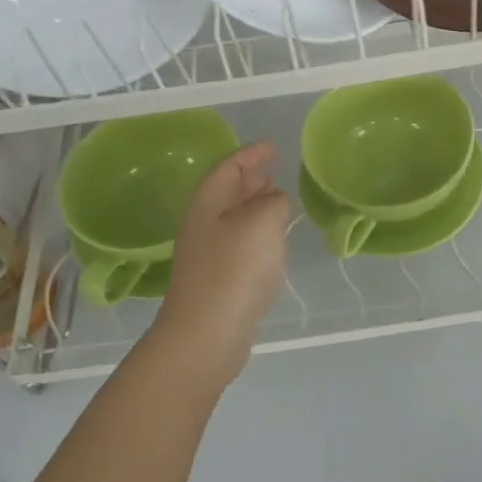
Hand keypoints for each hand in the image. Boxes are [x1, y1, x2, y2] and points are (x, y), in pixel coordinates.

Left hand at [150, 142, 290, 383]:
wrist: (206, 335)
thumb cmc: (234, 269)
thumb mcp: (262, 222)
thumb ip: (273, 202)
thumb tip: (274, 200)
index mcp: (208, 203)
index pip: (227, 167)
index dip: (250, 154)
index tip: (271, 146)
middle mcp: (204, 224)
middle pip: (226, 191)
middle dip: (250, 176)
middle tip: (273, 168)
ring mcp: (209, 254)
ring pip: (234, 217)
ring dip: (254, 204)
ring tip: (277, 197)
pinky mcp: (219, 279)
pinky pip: (240, 242)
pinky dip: (257, 231)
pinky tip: (272, 239)